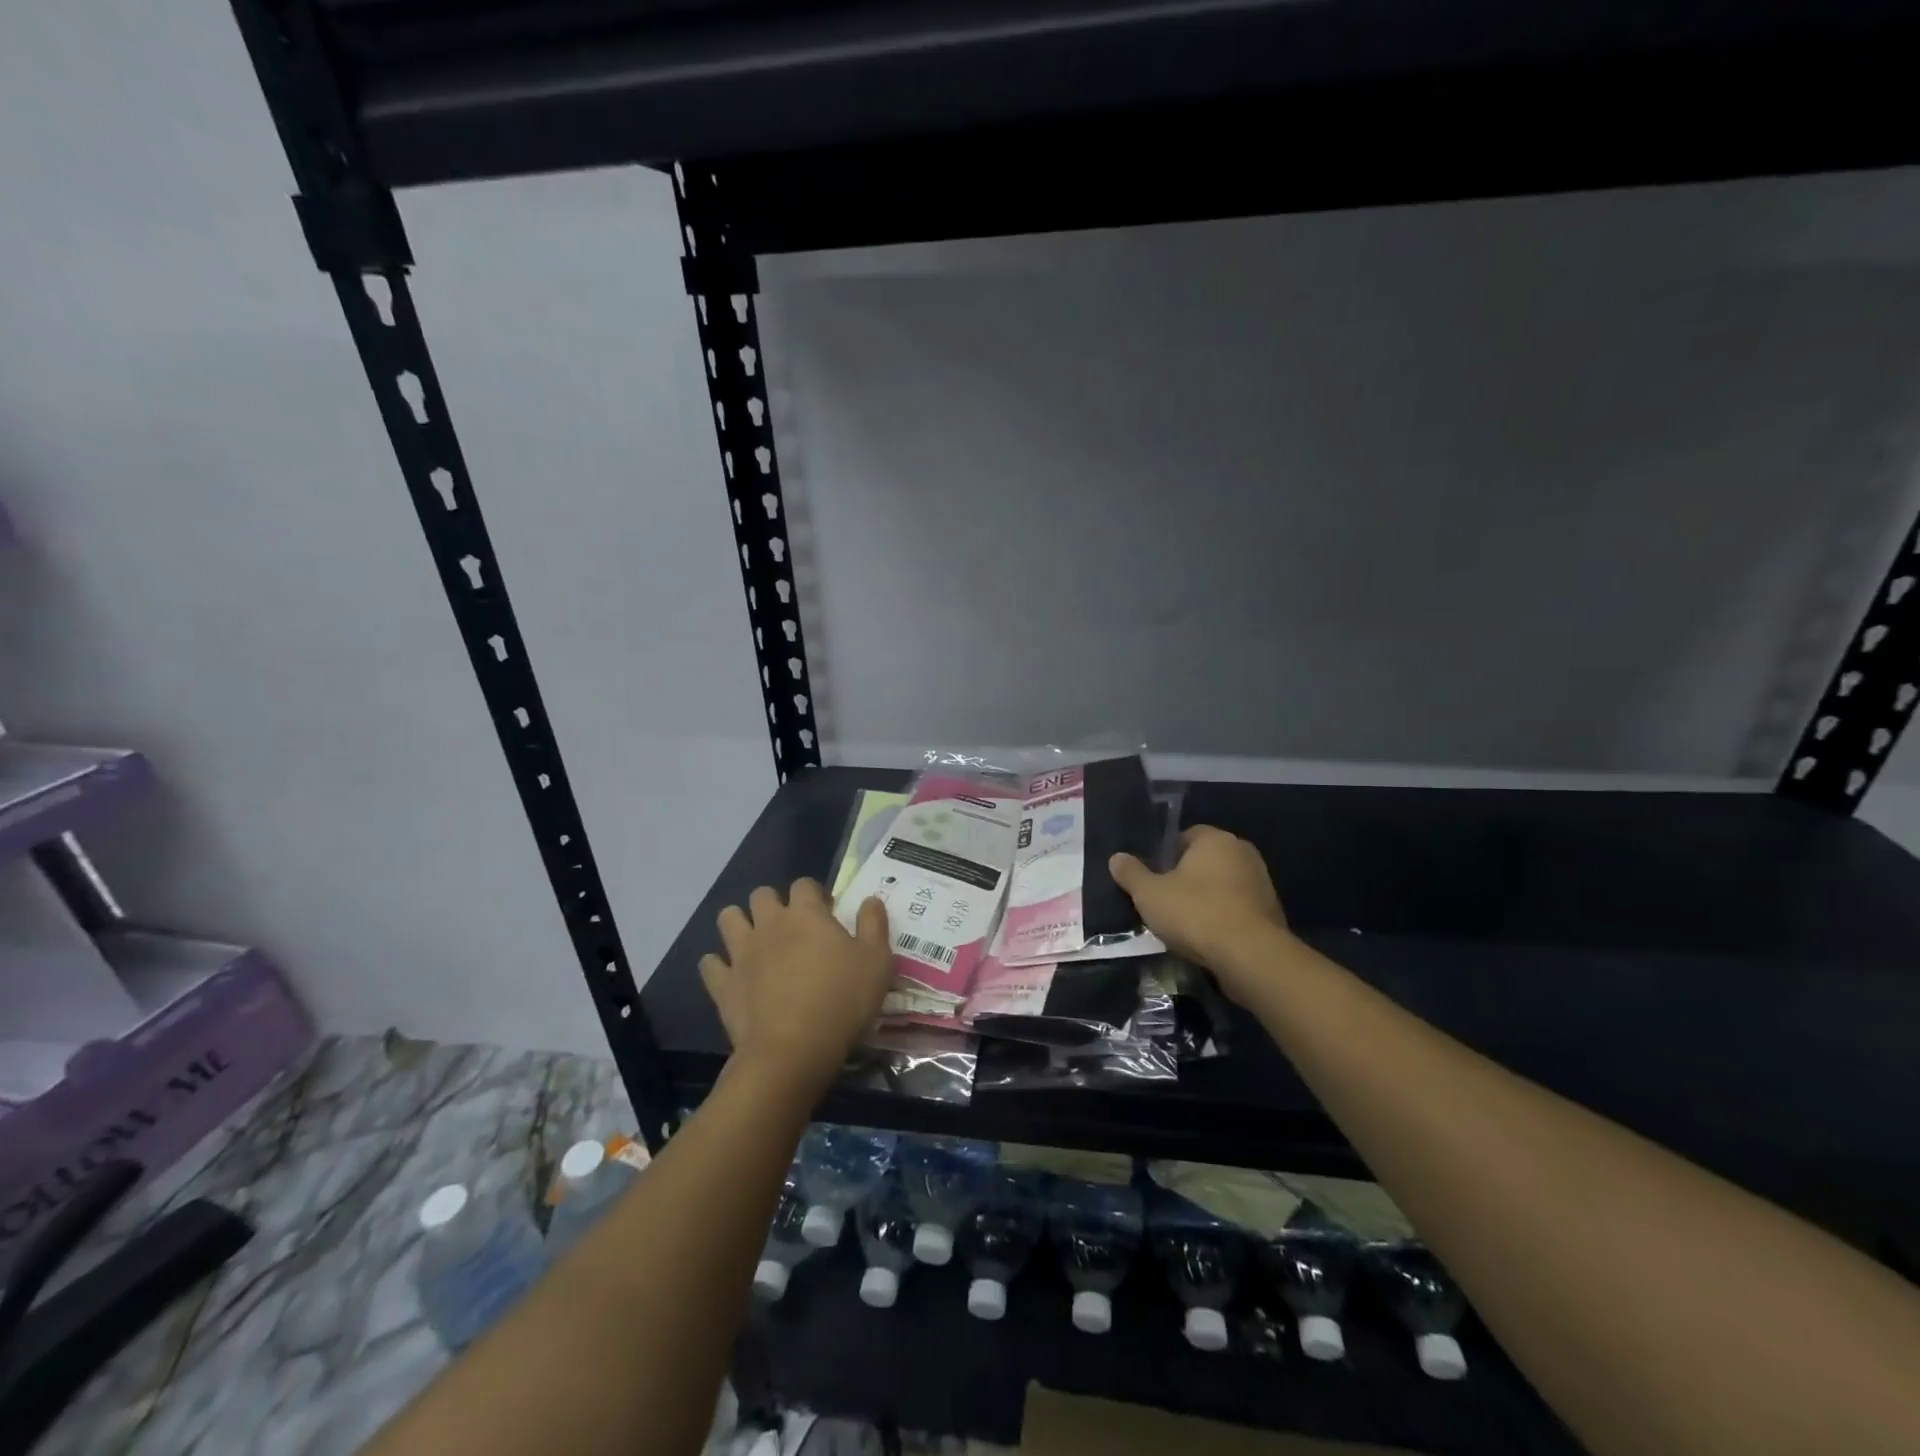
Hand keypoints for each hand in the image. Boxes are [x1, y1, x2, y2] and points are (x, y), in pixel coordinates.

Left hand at [700, 879, 891, 1092]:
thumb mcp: (877, 962)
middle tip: (791, 926)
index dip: (814, 893)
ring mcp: (741, 953)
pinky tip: (730, 974)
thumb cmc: (842, 1000)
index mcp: (806, 914)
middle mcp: (769, 924)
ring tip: (756, 941)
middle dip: (774, 903)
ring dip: (739, 923)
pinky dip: (718, 965)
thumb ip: (874, 925)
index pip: (804, 884)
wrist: (793, 1050)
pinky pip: (709, 964)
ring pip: (728, 918)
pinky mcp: (723, 984)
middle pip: (762, 895)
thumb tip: (870, 899)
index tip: (826, 912)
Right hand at [1110, 826, 1292, 999]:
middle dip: (1187, 878)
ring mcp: (1262, 883)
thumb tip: (1116, 858)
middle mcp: (1243, 853)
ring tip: (1185, 925)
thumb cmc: (1196, 913)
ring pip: (1223, 886)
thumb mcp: (1149, 894)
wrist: (1250, 956)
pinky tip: (1208, 940)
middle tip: (1165, 901)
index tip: (1154, 877)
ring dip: (1206, 900)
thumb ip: (1131, 874)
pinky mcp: (1272, 913)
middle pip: (1206, 861)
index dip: (1166, 855)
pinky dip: (1224, 919)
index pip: (1186, 836)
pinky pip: (1238, 909)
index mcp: (1215, 839)